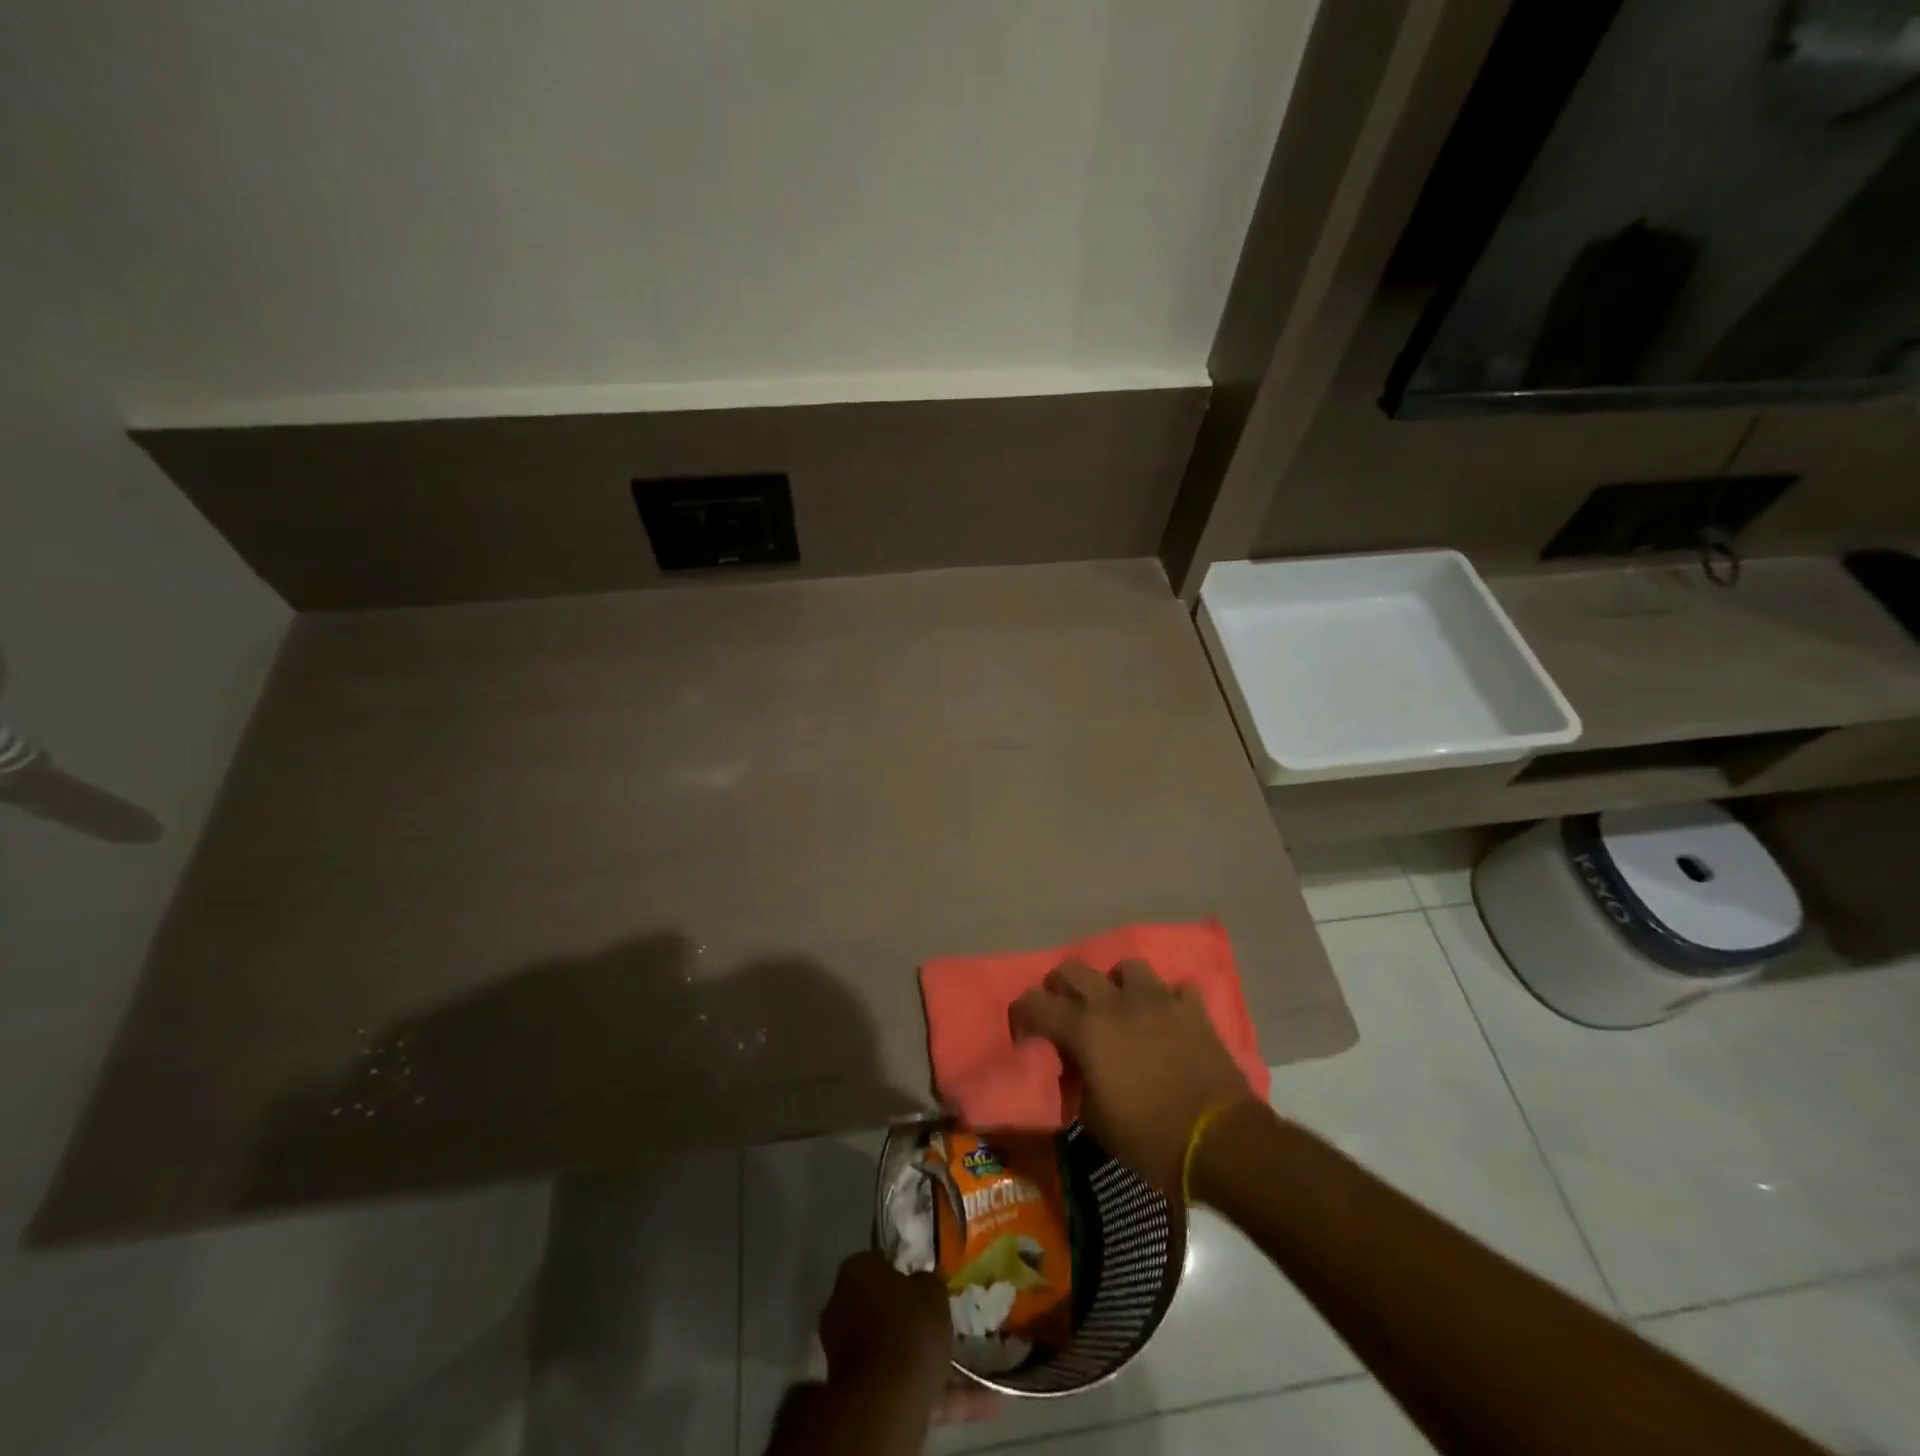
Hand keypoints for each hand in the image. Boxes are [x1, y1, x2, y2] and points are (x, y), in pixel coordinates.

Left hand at [817, 1252, 950, 1390]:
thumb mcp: (932, 1291)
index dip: (903, 1276)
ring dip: (916, 1357)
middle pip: (879, 1307)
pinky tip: (958, 1399)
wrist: (885, 1403)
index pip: (878, 1264)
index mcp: (856, 1271)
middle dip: (906, 1319)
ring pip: (887, 1348)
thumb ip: (927, 1283)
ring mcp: (841, 1351)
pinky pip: (892, 1382)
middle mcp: (840, 1305)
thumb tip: (920, 1285)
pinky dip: (920, 1389)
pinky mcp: (852, 1391)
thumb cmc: (908, 1329)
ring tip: (957, 1369)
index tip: (923, 1289)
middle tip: (938, 1326)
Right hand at [1011, 958, 1255, 1196]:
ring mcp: (1158, 1000)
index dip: (1023, 1014)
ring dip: (1117, 983)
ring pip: (1127, 968)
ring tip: (1120, 1006)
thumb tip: (1074, 1069)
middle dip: (1061, 985)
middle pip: (1074, 969)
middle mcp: (1116, 1003)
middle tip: (1064, 1009)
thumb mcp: (1096, 1121)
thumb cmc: (1150, 1138)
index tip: (1026, 1032)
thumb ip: (1077, 1083)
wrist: (1219, 1141)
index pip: (1035, 1003)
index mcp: (1085, 1029)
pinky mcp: (1193, 1009)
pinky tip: (1168, 1019)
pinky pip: (1176, 989)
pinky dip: (1168, 1001)